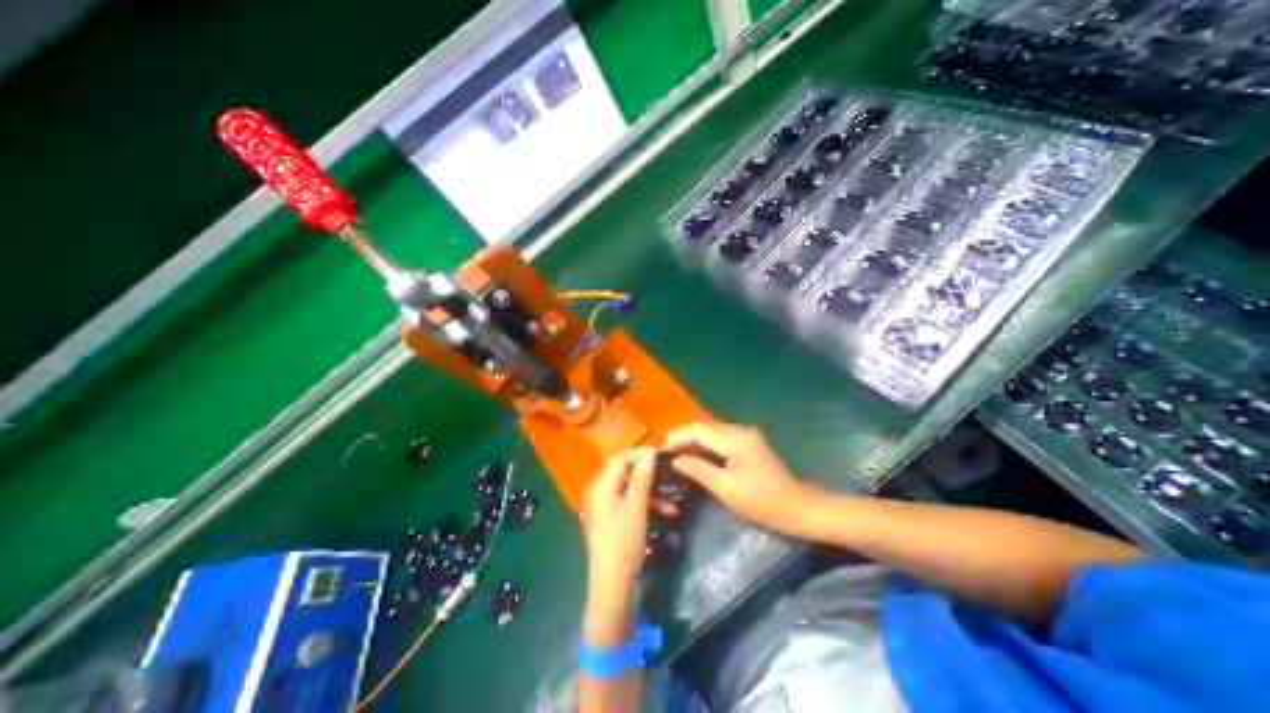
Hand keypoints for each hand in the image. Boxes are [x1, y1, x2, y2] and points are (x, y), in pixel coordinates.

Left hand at [579, 450, 655, 593]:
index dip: (641, 453)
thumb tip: (650, 453)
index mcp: (601, 485)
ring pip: (630, 487)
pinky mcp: (612, 518)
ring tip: (673, 493)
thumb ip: (642, 477)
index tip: (662, 455)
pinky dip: (646, 502)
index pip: (620, 458)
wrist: (612, 584)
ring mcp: (605, 505)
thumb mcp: (636, 506)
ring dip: (651, 488)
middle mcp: (600, 491)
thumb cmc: (624, 541)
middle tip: (669, 470)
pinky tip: (667, 510)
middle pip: (625, 471)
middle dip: (648, 471)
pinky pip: (629, 501)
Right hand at [666, 424, 812, 532]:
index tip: (661, 449)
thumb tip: (674, 459)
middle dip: (684, 437)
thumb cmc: (761, 502)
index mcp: (736, 440)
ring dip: (694, 441)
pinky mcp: (749, 442)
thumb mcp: (726, 488)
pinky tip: (697, 456)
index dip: (678, 436)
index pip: (699, 429)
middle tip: (666, 453)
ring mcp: (746, 435)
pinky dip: (706, 445)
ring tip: (677, 455)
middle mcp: (740, 430)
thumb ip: (698, 469)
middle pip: (705, 427)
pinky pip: (721, 438)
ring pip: (712, 432)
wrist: (797, 507)